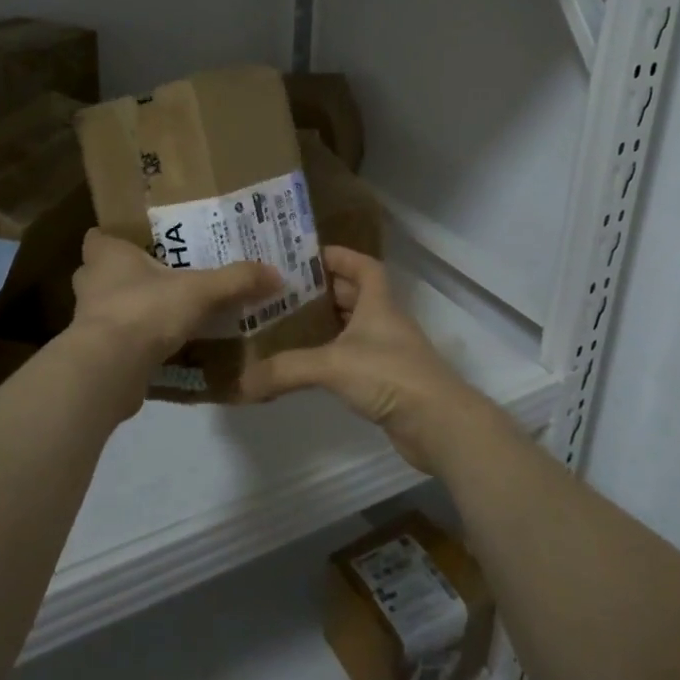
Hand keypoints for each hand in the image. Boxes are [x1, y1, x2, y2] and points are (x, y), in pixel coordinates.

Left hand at [68, 229, 281, 400]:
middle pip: (103, 273)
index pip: (99, 237)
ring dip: (132, 310)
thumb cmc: (145, 311)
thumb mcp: (200, 291)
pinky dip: (135, 343)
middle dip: (128, 275)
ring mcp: (88, 322)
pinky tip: (163, 348)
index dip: (116, 238)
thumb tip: (276, 274)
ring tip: (167, 312)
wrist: (109, 370)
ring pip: (110, 308)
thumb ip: (236, 281)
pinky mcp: (94, 354)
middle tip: (162, 275)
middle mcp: (91, 284)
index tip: (139, 241)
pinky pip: (117, 341)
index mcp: (106, 256)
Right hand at [240, 247, 504, 473]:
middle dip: (321, 291)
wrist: (438, 424)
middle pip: (354, 295)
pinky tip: (307, 364)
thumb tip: (241, 382)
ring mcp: (387, 353)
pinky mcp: (386, 381)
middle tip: (282, 292)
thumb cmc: (390, 375)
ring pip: (352, 328)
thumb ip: (286, 369)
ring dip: (325, 324)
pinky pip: (353, 358)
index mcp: (378, 303)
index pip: (364, 266)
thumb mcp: (333, 364)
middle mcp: (384, 322)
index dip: (340, 255)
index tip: (307, 255)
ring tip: (285, 325)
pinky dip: (331, 356)